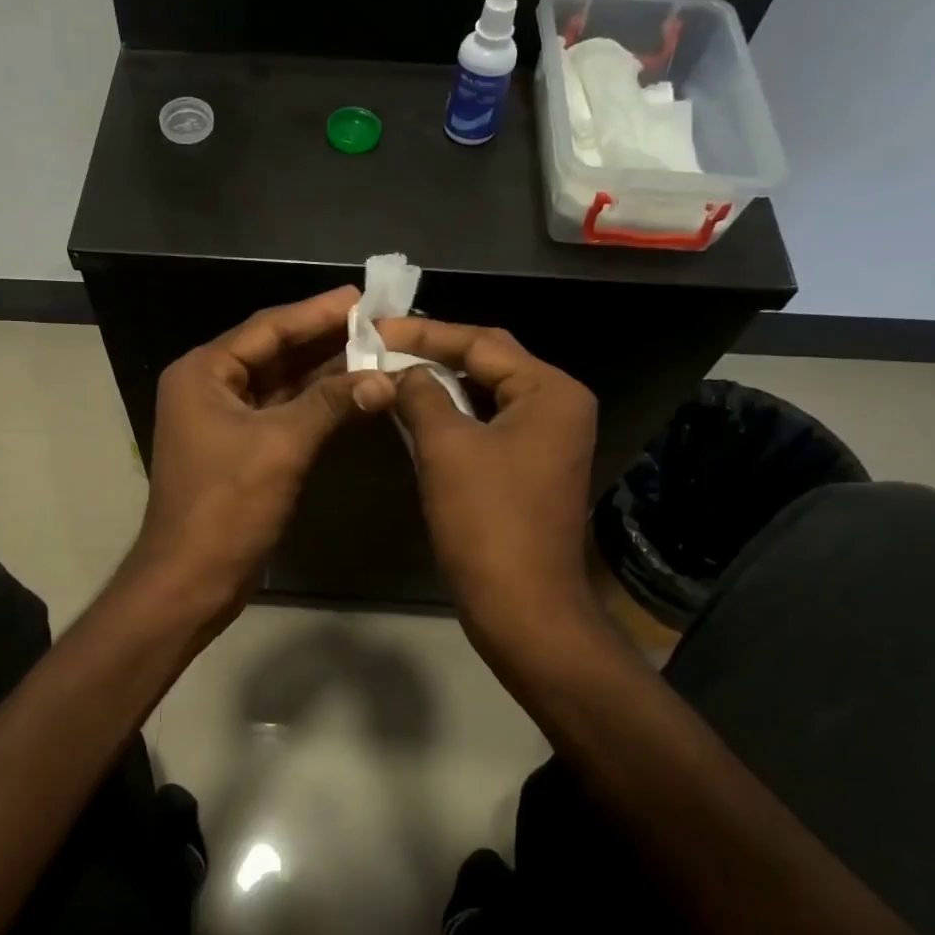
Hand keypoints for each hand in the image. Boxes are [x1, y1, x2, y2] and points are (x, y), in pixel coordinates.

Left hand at [132, 287, 395, 612]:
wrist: (192, 577)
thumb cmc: (227, 505)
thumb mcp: (281, 446)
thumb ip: (331, 403)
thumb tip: (385, 378)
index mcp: (204, 373)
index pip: (267, 328)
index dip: (315, 312)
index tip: (359, 296)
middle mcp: (209, 387)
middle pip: (273, 352)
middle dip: (323, 339)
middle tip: (376, 320)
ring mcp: (223, 419)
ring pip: (280, 383)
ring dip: (323, 371)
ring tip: (374, 350)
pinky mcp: (240, 448)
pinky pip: (281, 412)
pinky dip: (315, 404)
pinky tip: (353, 393)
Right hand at [379, 318, 598, 641]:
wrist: (522, 605)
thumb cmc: (487, 520)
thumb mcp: (446, 447)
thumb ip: (422, 395)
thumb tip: (403, 374)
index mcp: (549, 391)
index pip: (482, 342)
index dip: (425, 333)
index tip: (376, 329)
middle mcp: (557, 407)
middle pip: (489, 364)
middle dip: (434, 354)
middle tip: (382, 346)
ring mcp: (548, 440)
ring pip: (486, 396)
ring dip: (441, 386)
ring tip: (392, 373)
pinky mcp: (531, 468)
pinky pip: (488, 426)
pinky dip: (453, 417)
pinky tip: (416, 414)